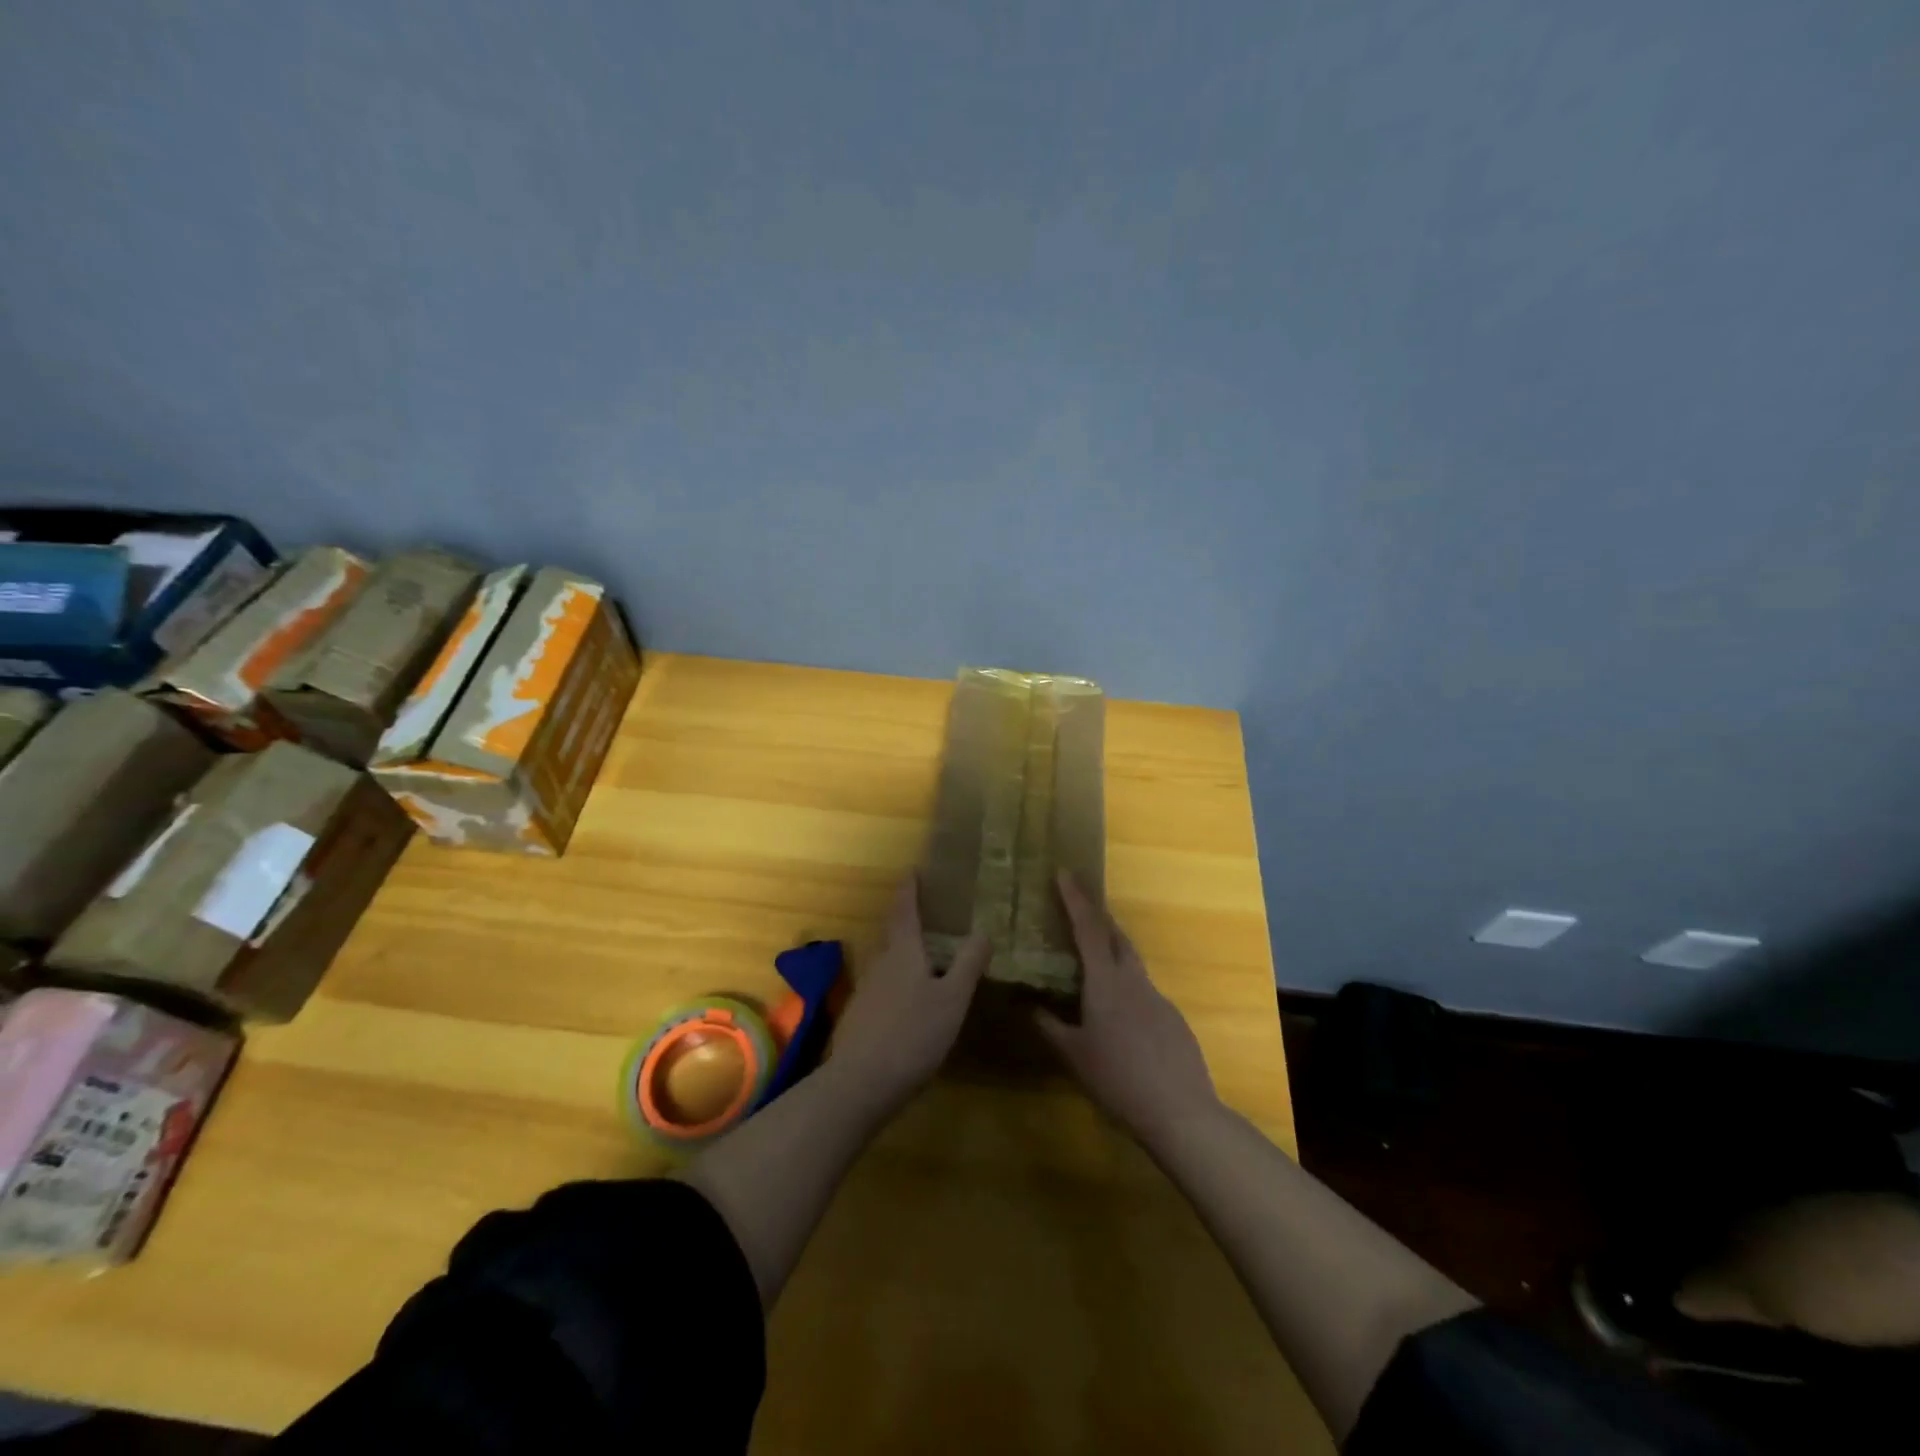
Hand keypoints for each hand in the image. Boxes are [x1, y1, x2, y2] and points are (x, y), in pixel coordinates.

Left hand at [831, 876, 990, 1110]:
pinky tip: (909, 994)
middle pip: (891, 930)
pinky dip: (897, 975)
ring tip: (922, 948)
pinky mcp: (860, 1014)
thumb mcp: (952, 999)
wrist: (860, 1082)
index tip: (914, 870)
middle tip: (925, 908)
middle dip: (905, 916)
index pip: (904, 908)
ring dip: (901, 947)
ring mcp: (866, 988)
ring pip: (885, 957)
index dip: (910, 888)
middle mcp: (880, 961)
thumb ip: (968, 964)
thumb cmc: (912, 1034)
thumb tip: (983, 930)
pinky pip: (882, 981)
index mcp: (902, 950)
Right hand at [1037, 871, 1219, 1144]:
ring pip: (1131, 961)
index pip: (1088, 929)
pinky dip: (1126, 983)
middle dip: (1097, 915)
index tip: (1065, 873)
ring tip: (1093, 959)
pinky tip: (1120, 1013)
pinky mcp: (1172, 1017)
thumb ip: (1050, 1027)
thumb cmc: (1118, 1080)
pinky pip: (1143, 988)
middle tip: (1078, 906)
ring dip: (1112, 948)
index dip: (1075, 899)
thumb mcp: (1074, 1056)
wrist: (1180, 1112)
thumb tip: (1028, 1005)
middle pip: (1116, 935)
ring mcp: (1157, 997)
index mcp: (1106, 983)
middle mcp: (1133, 980)